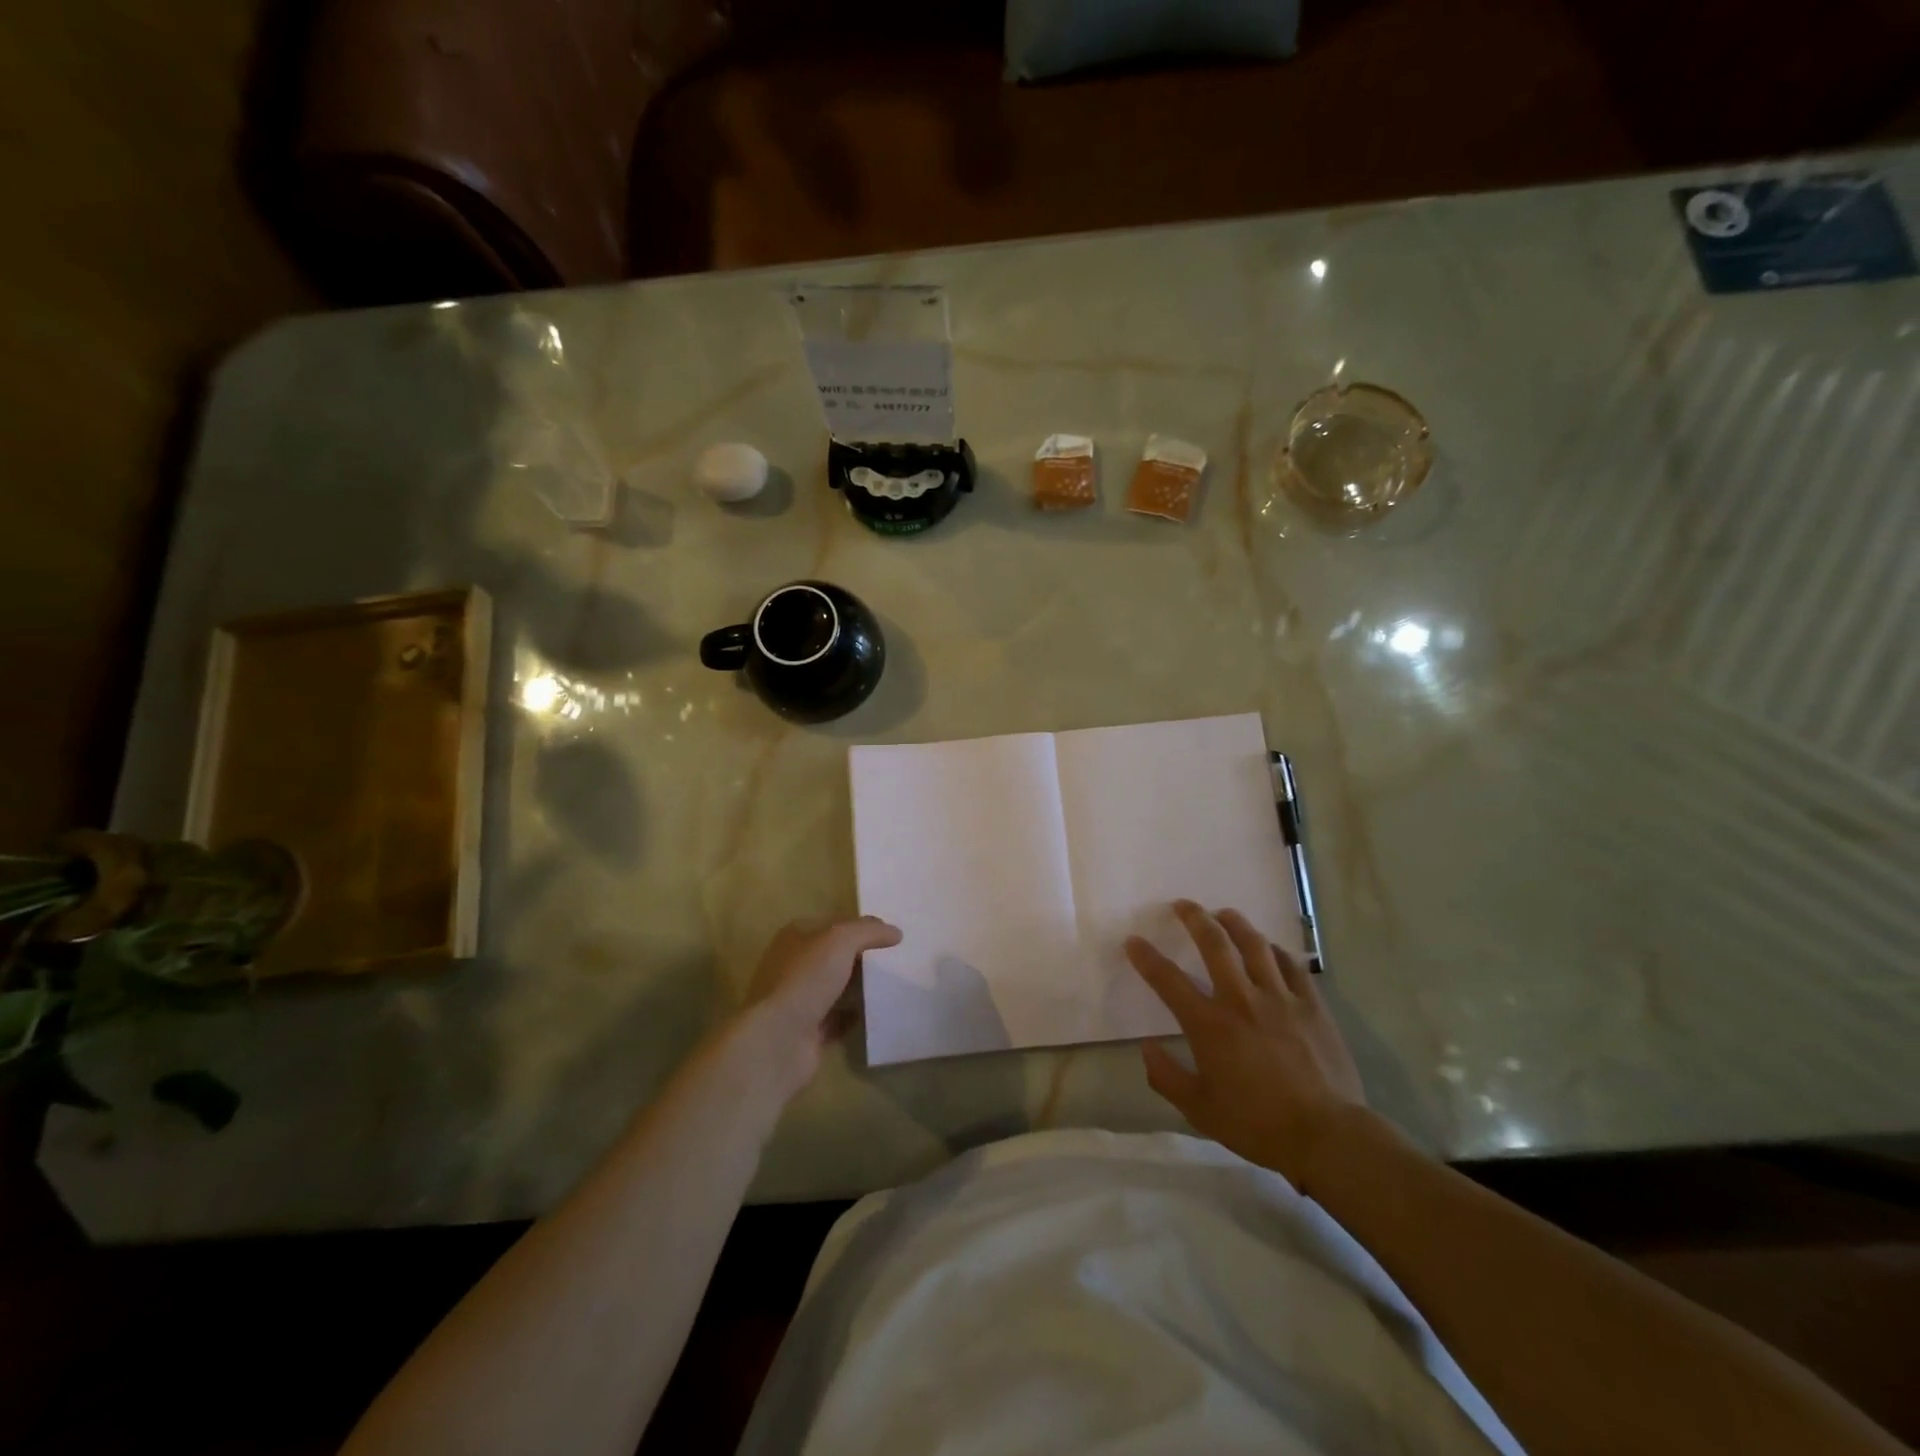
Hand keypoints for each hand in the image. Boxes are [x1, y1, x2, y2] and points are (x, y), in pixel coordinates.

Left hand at [739, 917, 901, 1093]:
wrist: (778, 1040)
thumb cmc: (805, 979)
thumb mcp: (840, 940)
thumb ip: (869, 931)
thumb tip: (895, 932)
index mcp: (796, 937)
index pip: (833, 923)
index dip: (861, 926)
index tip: (892, 935)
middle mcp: (794, 965)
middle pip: (835, 956)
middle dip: (862, 957)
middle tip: (897, 959)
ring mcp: (799, 1000)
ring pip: (836, 987)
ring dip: (859, 987)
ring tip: (893, 984)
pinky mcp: (807, 1031)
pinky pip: (837, 1019)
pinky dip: (854, 1016)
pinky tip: (877, 1013)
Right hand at [1127, 900, 1365, 1188]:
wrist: (1326, 1136)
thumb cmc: (1257, 1125)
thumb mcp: (1199, 1110)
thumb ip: (1166, 1076)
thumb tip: (1146, 1047)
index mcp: (1209, 1024)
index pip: (1168, 980)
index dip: (1146, 957)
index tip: (1133, 941)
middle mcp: (1241, 999)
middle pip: (1214, 944)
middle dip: (1194, 919)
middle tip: (1183, 905)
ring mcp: (1280, 998)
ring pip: (1254, 945)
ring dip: (1235, 923)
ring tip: (1224, 913)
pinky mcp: (1311, 1005)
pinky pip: (1291, 965)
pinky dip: (1275, 950)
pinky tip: (1268, 948)